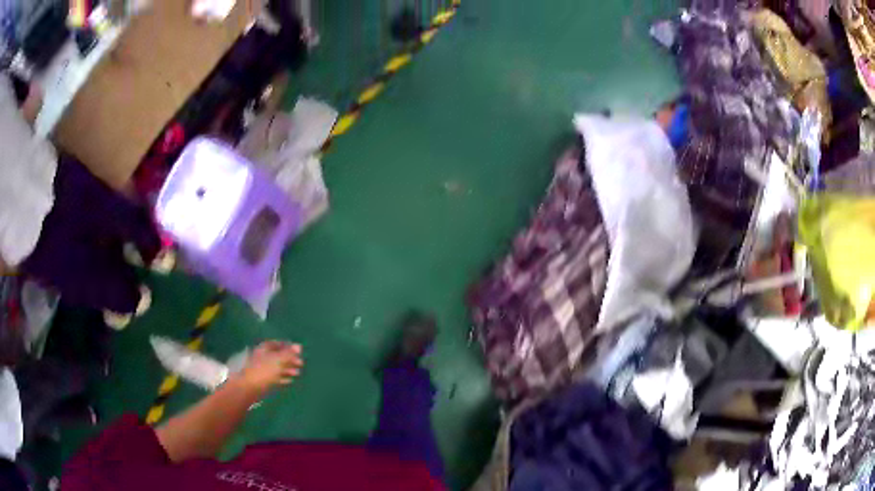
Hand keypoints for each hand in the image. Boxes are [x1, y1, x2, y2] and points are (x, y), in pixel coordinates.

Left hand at [239, 341, 302, 390]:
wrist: (250, 387)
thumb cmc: (264, 370)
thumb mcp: (278, 360)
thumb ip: (289, 353)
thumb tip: (299, 346)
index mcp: (265, 349)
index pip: (278, 344)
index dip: (289, 347)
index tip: (299, 352)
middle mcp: (263, 357)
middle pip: (279, 356)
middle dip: (290, 360)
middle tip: (301, 364)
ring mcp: (263, 369)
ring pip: (278, 367)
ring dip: (288, 369)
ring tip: (297, 374)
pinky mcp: (264, 380)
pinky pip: (275, 377)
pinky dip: (283, 378)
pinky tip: (290, 381)